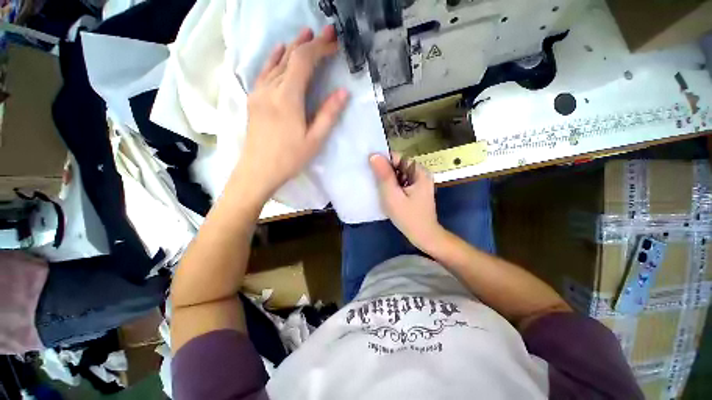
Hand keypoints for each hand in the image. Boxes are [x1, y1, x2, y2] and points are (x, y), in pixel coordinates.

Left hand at [234, 25, 348, 201]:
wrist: (258, 171)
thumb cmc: (289, 159)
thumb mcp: (315, 140)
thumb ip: (328, 114)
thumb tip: (343, 92)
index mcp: (288, 98)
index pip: (304, 61)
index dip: (320, 48)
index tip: (334, 43)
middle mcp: (271, 89)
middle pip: (290, 57)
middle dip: (309, 43)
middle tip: (326, 34)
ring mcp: (259, 92)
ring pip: (277, 62)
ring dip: (293, 48)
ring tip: (306, 36)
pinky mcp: (253, 99)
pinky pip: (264, 72)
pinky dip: (274, 59)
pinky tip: (280, 51)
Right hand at [370, 153, 442, 249]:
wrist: (424, 236)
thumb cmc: (408, 217)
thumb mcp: (392, 196)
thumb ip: (384, 175)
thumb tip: (374, 155)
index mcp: (419, 172)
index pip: (398, 158)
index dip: (383, 161)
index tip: (371, 170)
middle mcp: (421, 174)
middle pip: (399, 166)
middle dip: (385, 172)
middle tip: (373, 182)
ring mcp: (419, 183)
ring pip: (399, 174)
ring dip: (388, 180)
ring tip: (378, 188)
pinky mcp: (416, 190)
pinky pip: (401, 182)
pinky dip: (393, 186)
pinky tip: (386, 194)